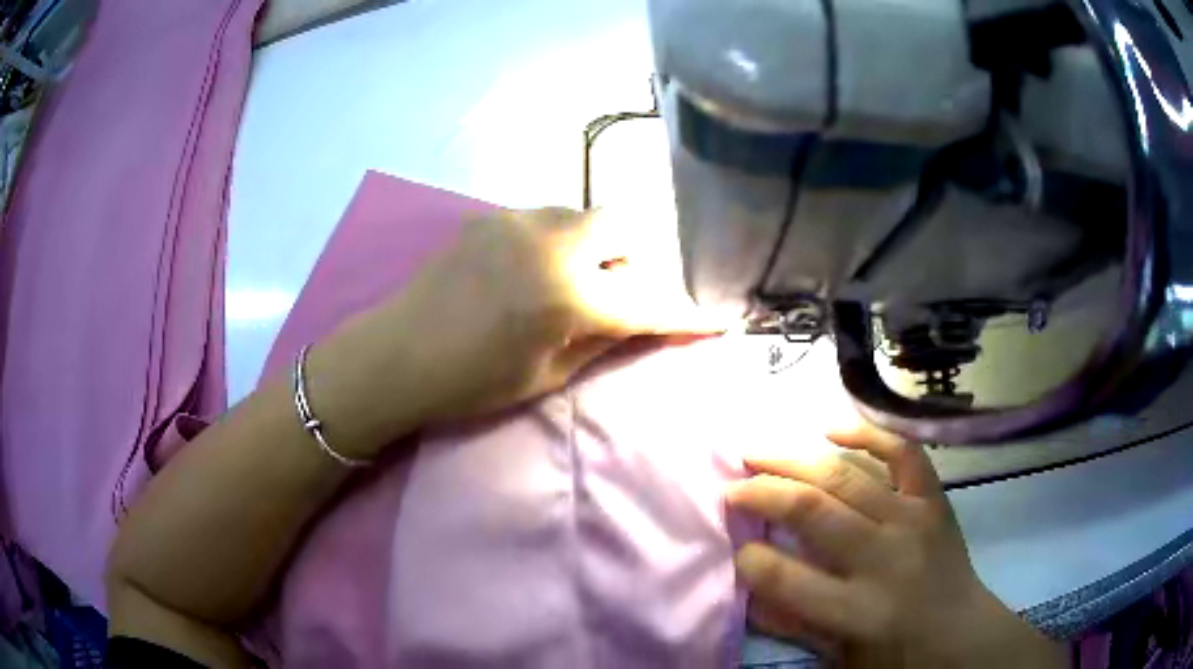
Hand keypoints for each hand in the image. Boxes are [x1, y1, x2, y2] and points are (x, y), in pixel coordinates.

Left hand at [316, 206, 721, 448]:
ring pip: (584, 216)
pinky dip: (557, 240)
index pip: (647, 301)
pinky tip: (529, 270)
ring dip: (594, 245)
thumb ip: (603, 341)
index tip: (716, 320)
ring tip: (569, 280)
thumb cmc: (470, 381)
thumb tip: (643, 322)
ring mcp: (518, 220)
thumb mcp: (547, 376)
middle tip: (616, 292)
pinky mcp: (490, 216)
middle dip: (634, 258)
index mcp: (569, 296)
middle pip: (623, 225)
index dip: (685, 315)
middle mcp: (552, 243)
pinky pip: (545, 218)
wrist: (396, 354)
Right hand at [726, 423, 1066, 667]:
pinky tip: (832, 428)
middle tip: (733, 485)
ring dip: (796, 460)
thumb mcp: (839, 656)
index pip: (789, 580)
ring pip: (848, 477)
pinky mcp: (933, 500)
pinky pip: (903, 454)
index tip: (737, 548)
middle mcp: (885, 558)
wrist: (960, 634)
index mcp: (859, 611)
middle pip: (815, 512)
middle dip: (765, 493)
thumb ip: (794, 621)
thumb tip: (752, 581)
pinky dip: (868, 434)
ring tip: (760, 451)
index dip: (753, 560)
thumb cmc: (896, 655)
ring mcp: (913, 520)